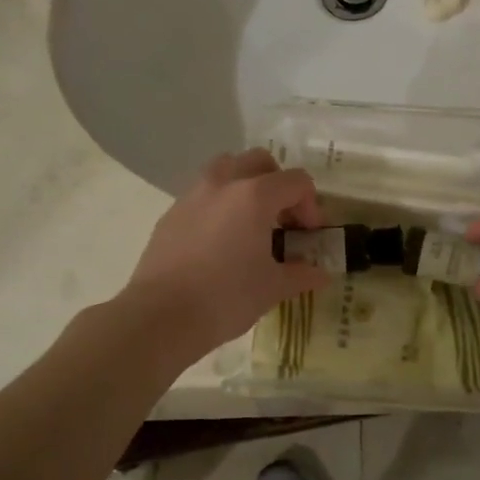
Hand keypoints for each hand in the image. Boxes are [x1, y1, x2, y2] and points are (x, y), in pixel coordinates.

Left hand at [126, 148, 330, 361]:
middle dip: (278, 184)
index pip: (296, 181)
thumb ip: (301, 274)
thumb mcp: (272, 288)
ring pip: (226, 168)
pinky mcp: (171, 213)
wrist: (159, 317)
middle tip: (283, 219)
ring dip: (245, 184)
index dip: (311, 206)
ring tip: (251, 221)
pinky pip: (203, 194)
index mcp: (254, 195)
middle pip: (260, 161)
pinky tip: (220, 240)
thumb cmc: (225, 298)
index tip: (309, 235)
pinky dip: (219, 204)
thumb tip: (321, 274)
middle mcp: (223, 183)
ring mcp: (193, 195)